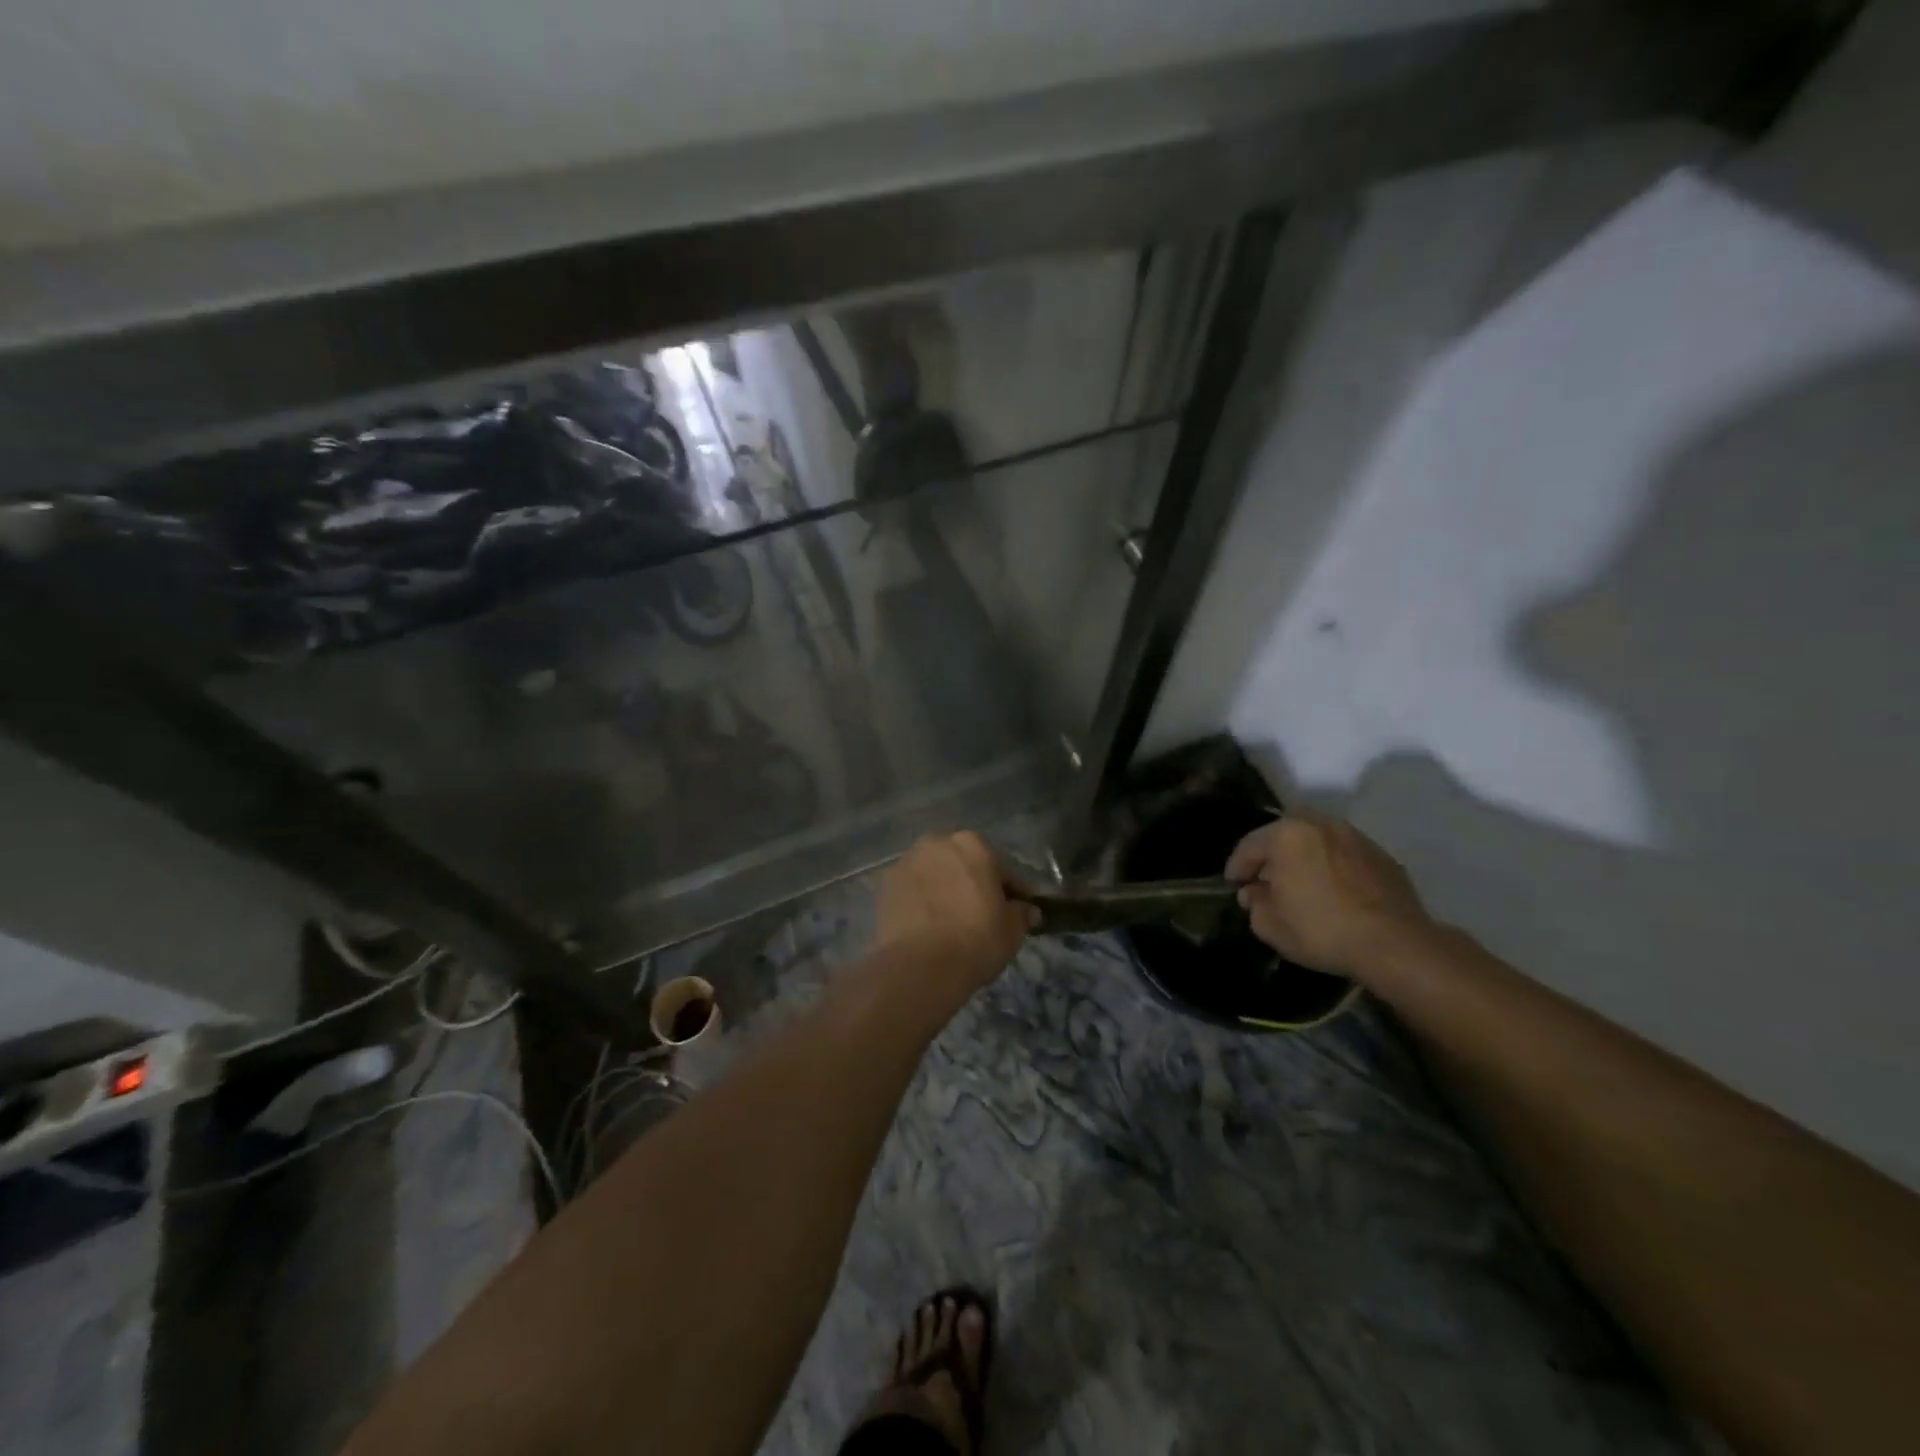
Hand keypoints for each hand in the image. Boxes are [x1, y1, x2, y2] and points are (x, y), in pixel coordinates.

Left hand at [876, 832, 1034, 992]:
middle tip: (985, 912)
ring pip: (936, 874)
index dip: (1015, 890)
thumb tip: (1027, 910)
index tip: (1022, 908)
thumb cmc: (976, 939)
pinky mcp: (885, 886)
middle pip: (964, 863)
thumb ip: (1021, 913)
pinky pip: (914, 891)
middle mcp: (937, 843)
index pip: (1003, 868)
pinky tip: (930, 925)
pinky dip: (923, 901)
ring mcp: (907, 862)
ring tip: (954, 919)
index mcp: (973, 844)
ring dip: (946, 888)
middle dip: (975, 882)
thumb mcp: (1012, 929)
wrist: (920, 966)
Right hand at [1226, 814, 1434, 979]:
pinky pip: (1343, 855)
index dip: (1237, 866)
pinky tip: (1332, 891)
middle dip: (1271, 856)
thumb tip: (1255, 893)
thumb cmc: (1322, 930)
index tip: (1234, 884)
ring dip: (1303, 858)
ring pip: (1316, 842)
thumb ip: (1255, 904)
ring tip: (1300, 884)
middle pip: (1284, 836)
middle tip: (1264, 881)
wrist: (1395, 944)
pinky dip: (1331, 867)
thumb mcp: (1271, 926)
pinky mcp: (1380, 855)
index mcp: (1287, 835)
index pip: (1249, 845)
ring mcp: (1354, 837)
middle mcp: (1320, 825)